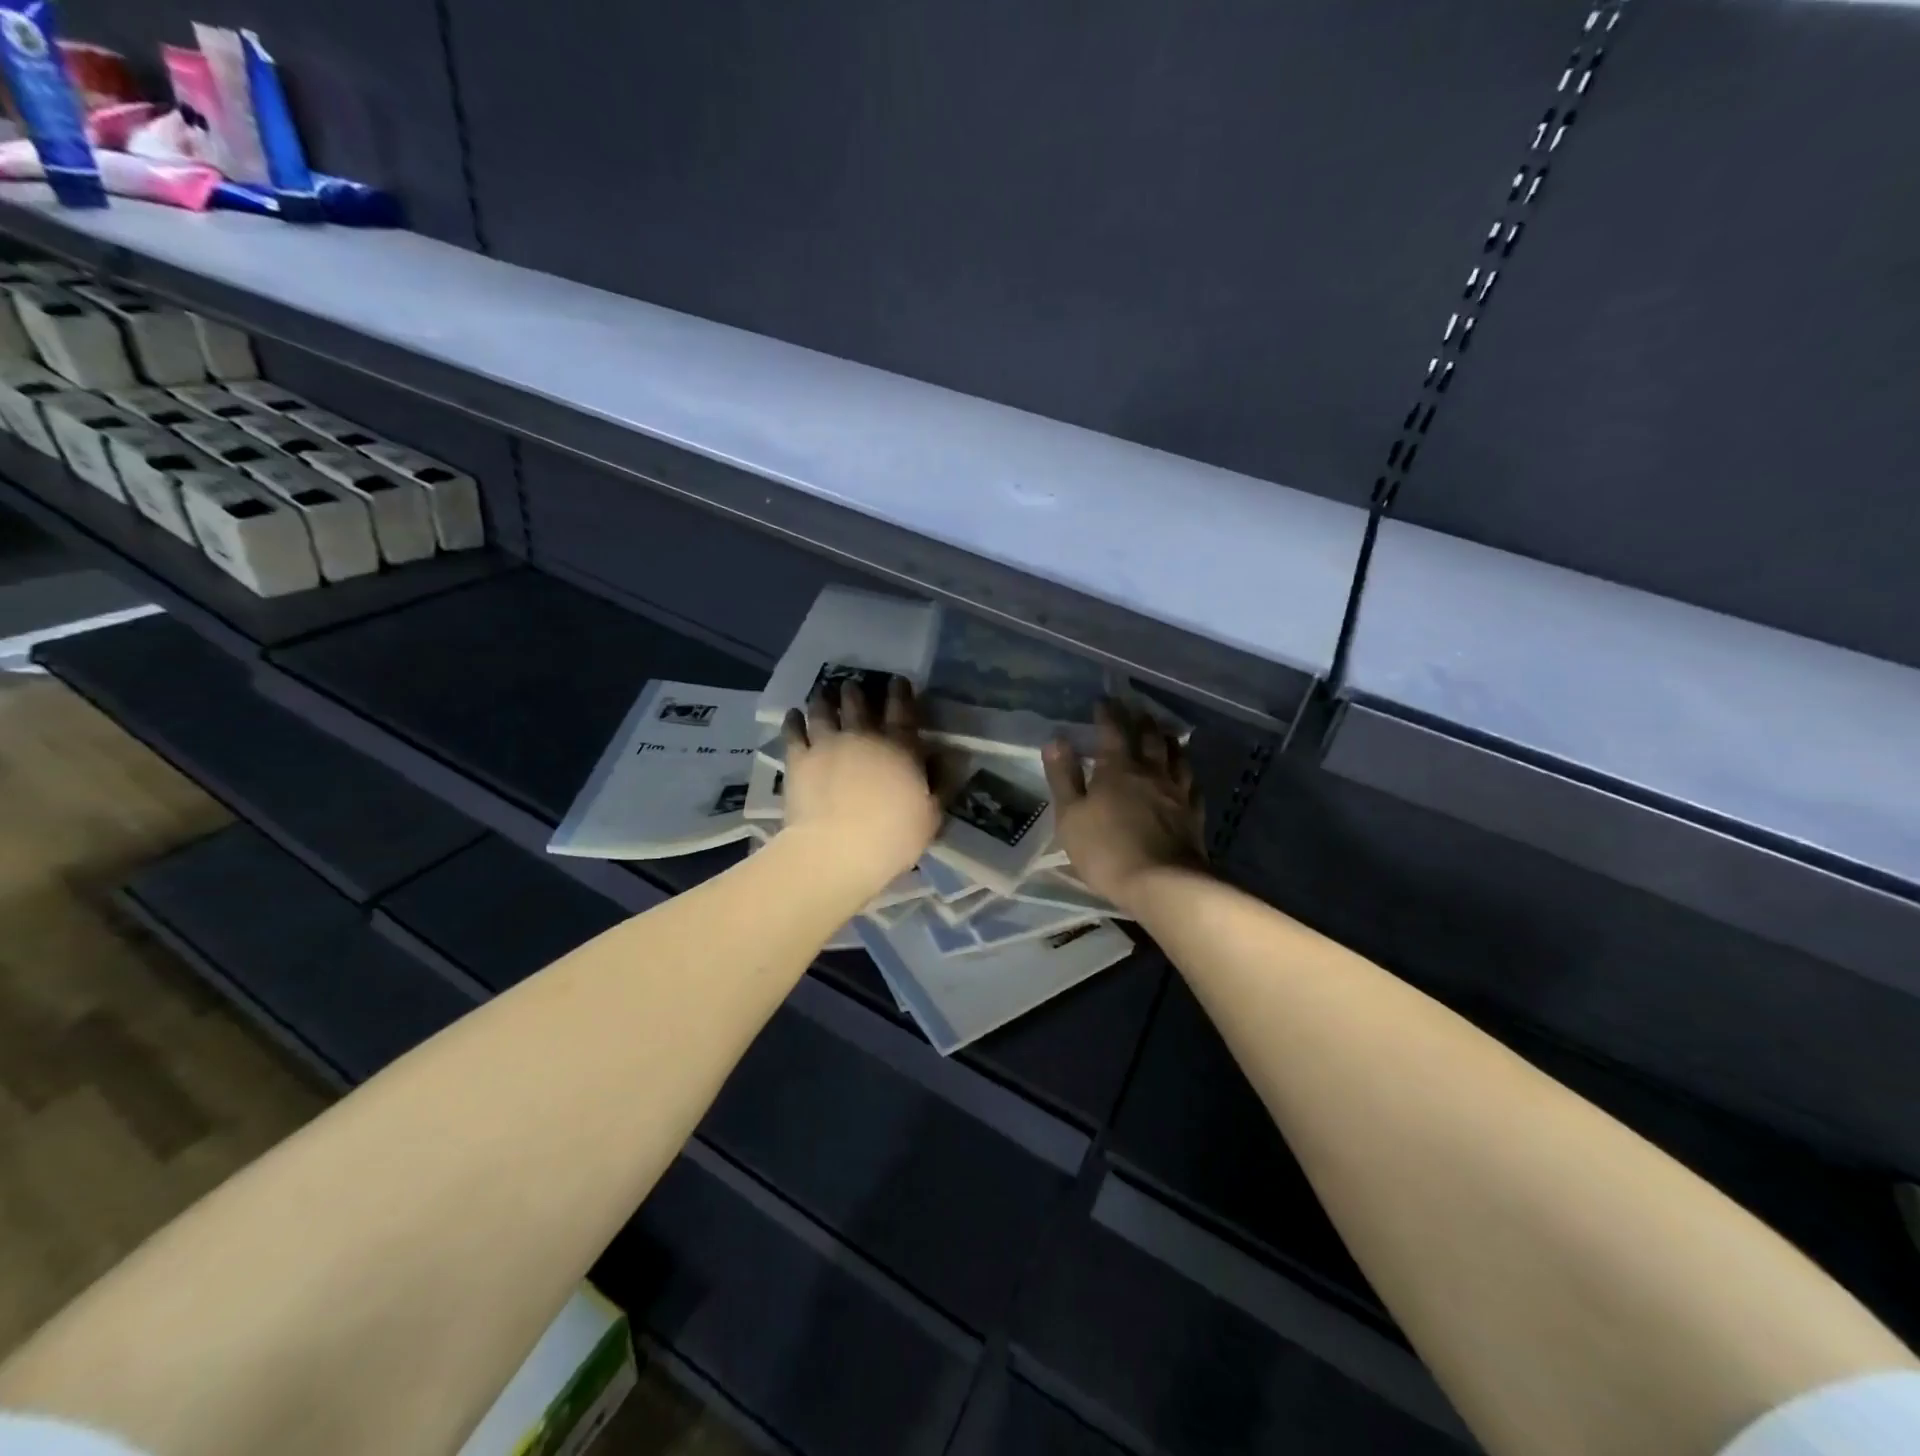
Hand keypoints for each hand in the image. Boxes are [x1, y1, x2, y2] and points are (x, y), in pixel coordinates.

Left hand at [781, 676, 941, 892]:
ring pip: (824, 710)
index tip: (898, 681)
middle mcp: (863, 736)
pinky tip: (793, 714)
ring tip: (823, 693)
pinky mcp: (799, 759)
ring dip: (824, 699)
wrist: (836, 851)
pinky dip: (794, 720)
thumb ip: (941, 783)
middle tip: (853, 685)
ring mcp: (827, 744)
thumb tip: (951, 758)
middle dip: (856, 692)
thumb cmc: (892, 837)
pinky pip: (794, 731)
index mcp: (900, 747)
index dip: (901, 692)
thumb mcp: (932, 815)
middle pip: (858, 704)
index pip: (903, 710)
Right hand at [1044, 699, 1206, 908]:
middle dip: (1142, 721)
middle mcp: (1151, 772)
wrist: (1162, 884)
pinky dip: (1187, 775)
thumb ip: (1064, 777)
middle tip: (1138, 710)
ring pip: (1177, 757)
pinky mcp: (1193, 816)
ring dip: (1169, 741)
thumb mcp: (1070, 815)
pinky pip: (1193, 786)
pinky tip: (1187, 778)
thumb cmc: (1105, 850)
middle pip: (1150, 738)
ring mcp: (1177, 793)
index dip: (1107, 714)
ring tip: (1166, 734)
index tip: (1103, 701)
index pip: (1113, 731)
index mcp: (1118, 769)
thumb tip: (1056, 740)